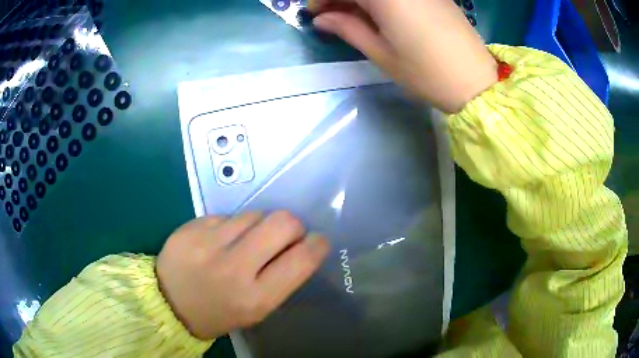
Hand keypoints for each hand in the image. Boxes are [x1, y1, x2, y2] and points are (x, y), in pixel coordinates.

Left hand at [156, 211, 329, 339]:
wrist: (167, 303)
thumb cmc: (217, 313)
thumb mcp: (256, 309)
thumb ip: (281, 279)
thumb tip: (300, 246)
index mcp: (256, 298)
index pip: (302, 259)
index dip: (317, 244)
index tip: (316, 241)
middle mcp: (234, 268)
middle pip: (282, 223)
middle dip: (292, 226)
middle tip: (284, 235)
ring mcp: (209, 243)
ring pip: (255, 213)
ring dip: (259, 225)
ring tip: (244, 241)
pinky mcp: (192, 226)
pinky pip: (228, 215)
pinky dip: (232, 225)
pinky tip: (220, 240)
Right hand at [310, 0, 497, 112]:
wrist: (476, 82)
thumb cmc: (426, 72)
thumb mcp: (381, 53)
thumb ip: (348, 28)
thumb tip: (321, 18)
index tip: (314, 14)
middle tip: (331, 16)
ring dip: (361, 0)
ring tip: (352, 18)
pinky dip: (381, 1)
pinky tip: (377, 14)